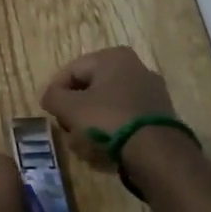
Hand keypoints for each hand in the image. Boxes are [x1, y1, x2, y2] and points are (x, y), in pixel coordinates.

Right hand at [41, 47, 176, 159]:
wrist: (158, 155)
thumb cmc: (109, 120)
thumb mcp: (70, 108)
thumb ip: (53, 97)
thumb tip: (48, 96)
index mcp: (113, 57)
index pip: (72, 70)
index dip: (56, 91)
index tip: (49, 112)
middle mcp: (136, 68)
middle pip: (92, 88)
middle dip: (76, 110)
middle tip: (66, 129)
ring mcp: (152, 93)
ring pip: (109, 106)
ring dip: (93, 123)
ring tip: (82, 145)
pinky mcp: (161, 118)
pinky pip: (127, 120)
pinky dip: (113, 132)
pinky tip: (104, 150)